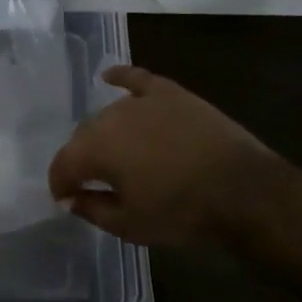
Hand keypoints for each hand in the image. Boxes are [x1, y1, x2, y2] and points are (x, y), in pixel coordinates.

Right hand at [47, 66, 279, 246]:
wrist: (241, 190)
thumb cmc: (180, 212)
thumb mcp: (129, 225)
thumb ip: (92, 210)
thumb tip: (70, 199)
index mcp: (95, 150)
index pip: (62, 165)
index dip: (59, 184)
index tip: (65, 199)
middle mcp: (110, 118)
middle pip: (83, 137)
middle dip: (81, 159)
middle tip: (93, 182)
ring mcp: (142, 102)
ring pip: (109, 114)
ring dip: (104, 134)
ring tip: (116, 153)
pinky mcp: (170, 93)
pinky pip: (138, 79)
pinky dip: (121, 77)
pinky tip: (109, 76)